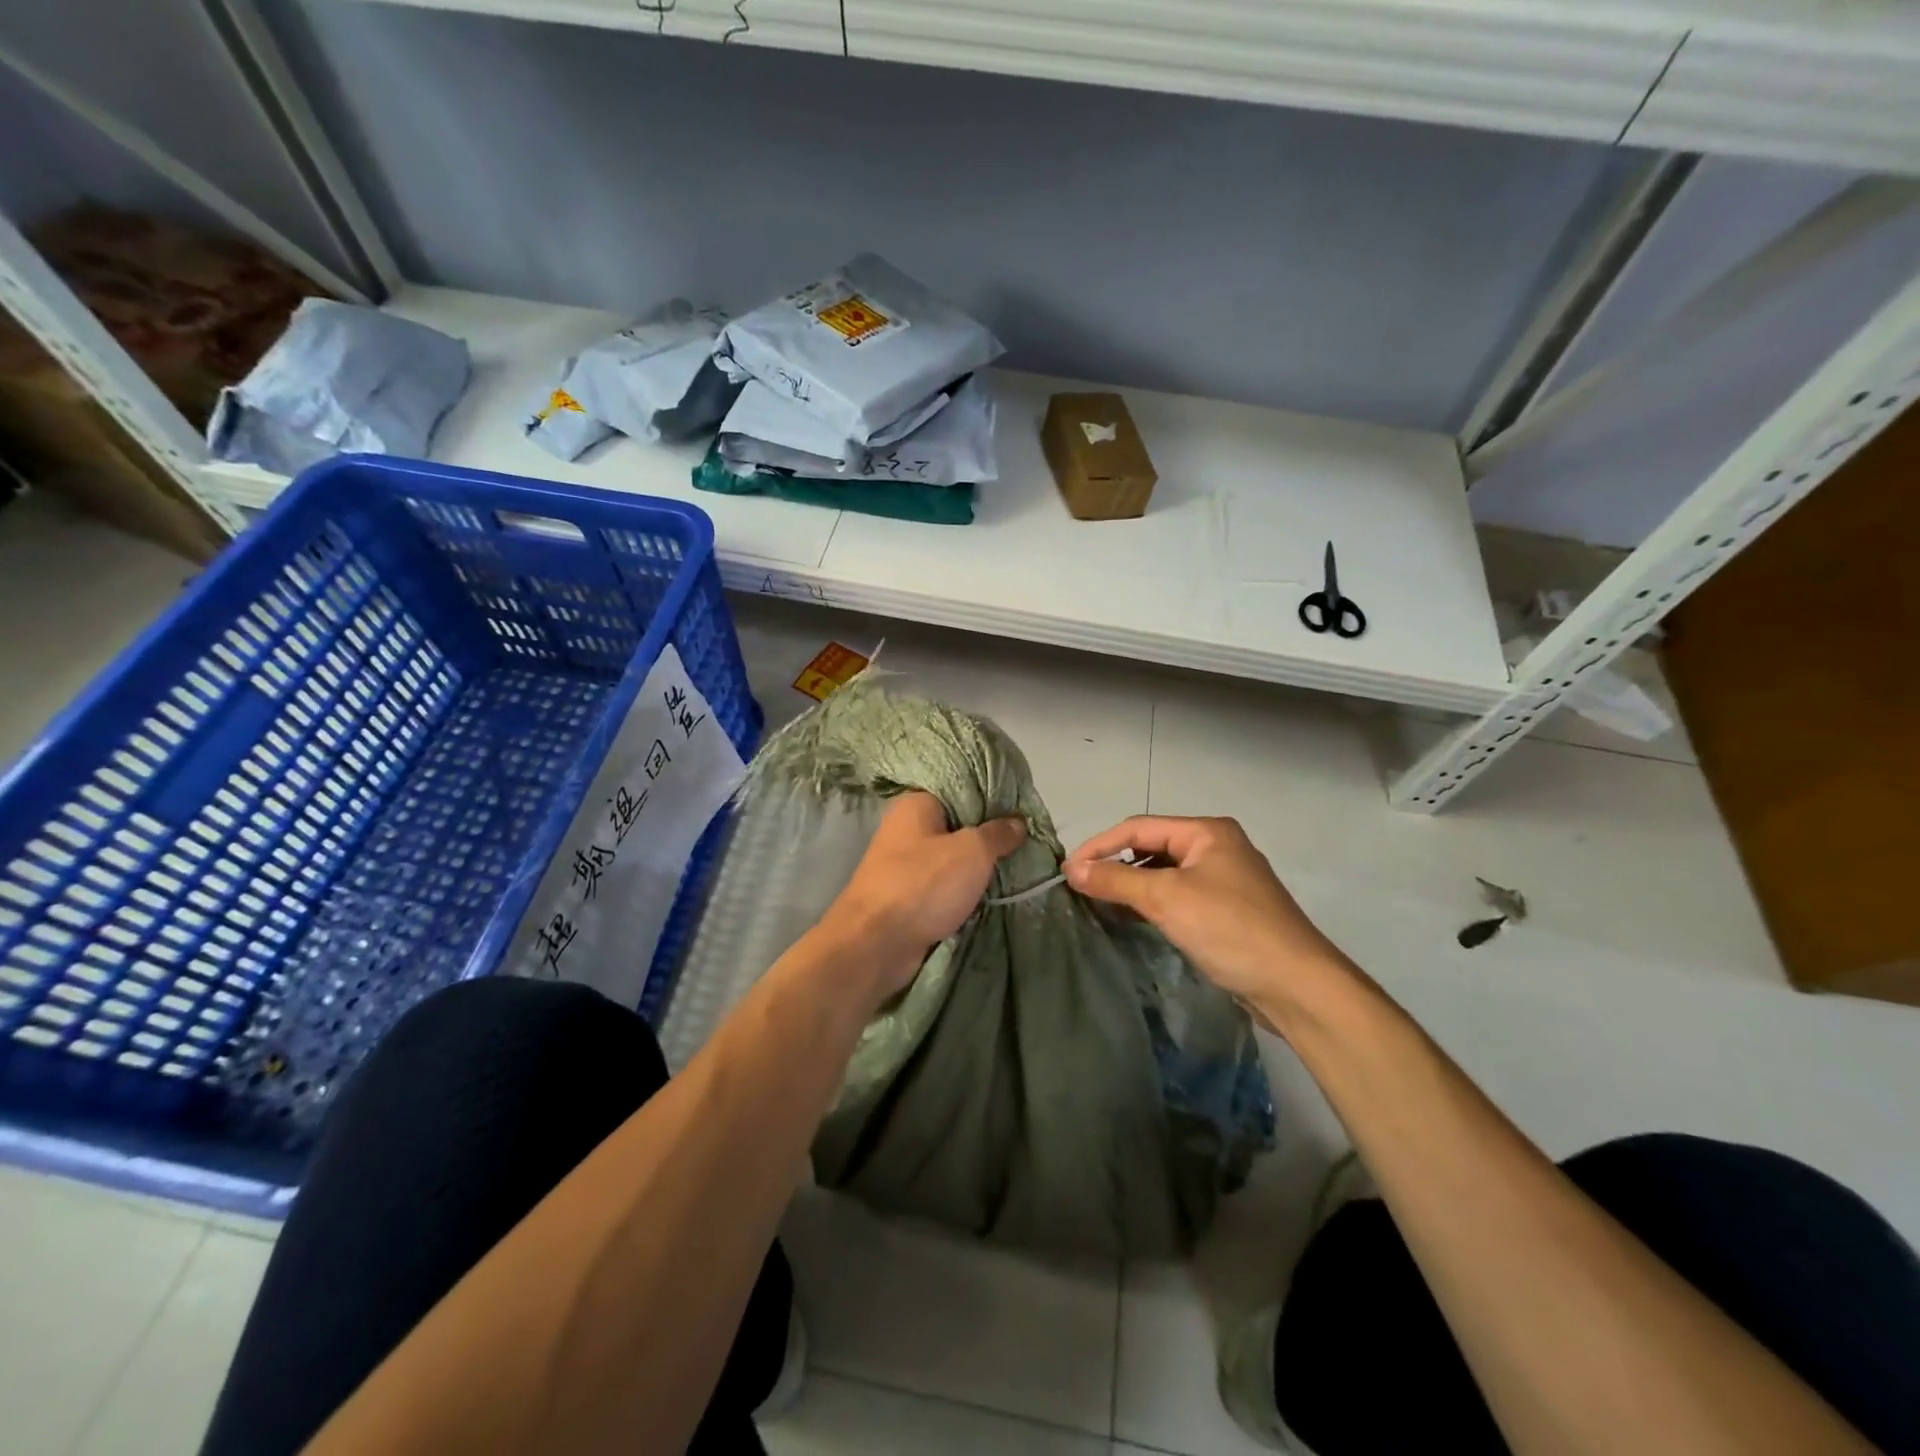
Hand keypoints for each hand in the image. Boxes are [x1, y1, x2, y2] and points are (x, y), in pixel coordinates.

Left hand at [816, 791, 1026, 1003]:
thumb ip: (997, 833)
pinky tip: (990, 895)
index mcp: (916, 804)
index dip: (993, 799)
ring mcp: (903, 865)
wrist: (875, 944)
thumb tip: (1018, 822)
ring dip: (977, 869)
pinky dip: (962, 892)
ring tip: (1016, 869)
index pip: (961, 789)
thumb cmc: (923, 884)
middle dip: (988, 837)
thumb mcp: (972, 851)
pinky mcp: (906, 897)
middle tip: (1025, 843)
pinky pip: (943, 886)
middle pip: (957, 825)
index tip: (1023, 811)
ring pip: (951, 859)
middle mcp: (905, 828)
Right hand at [1064, 816, 1348, 1022]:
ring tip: (1100, 902)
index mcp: (1208, 831)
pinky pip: (1180, 896)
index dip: (1099, 846)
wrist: (1297, 986)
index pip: (1139, 827)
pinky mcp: (1229, 911)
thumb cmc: (1230, 929)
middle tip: (1080, 886)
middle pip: (1152, 847)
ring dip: (1132, 885)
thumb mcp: (1167, 899)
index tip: (1067, 871)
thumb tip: (1072, 869)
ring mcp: (1226, 880)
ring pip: (1165, 873)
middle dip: (1115, 864)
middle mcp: (1218, 847)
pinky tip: (1135, 918)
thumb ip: (1116, 880)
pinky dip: (1153, 902)